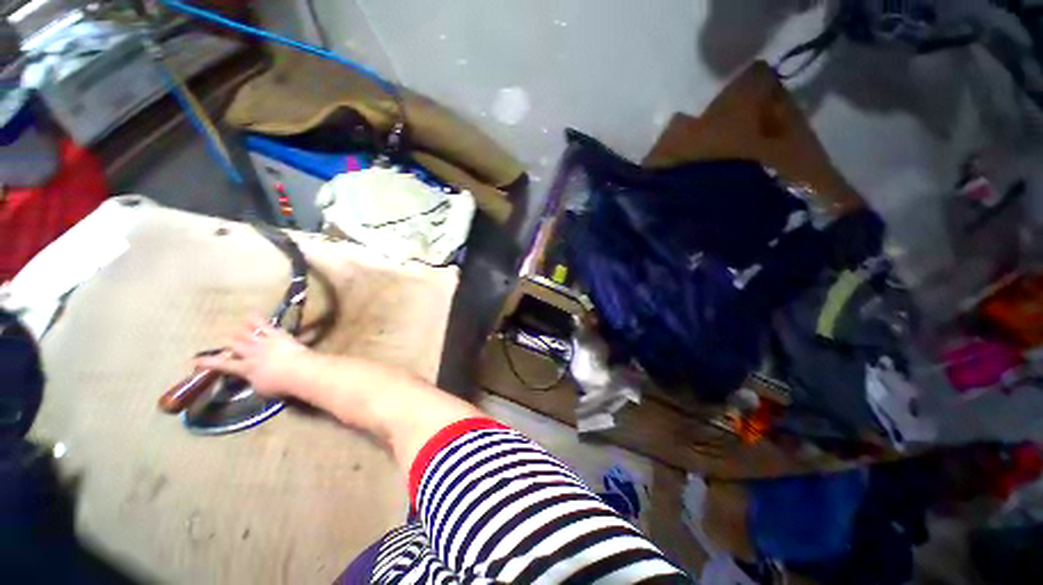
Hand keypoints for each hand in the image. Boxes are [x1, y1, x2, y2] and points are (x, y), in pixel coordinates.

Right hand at [195, 318, 313, 397]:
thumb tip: (252, 379)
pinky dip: (257, 320)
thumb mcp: (262, 389)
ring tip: (235, 328)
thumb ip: (254, 381)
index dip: (207, 362)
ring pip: (247, 334)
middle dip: (228, 341)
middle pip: (235, 345)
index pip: (222, 365)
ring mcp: (265, 343)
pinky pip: (265, 326)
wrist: (301, 371)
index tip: (193, 360)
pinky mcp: (279, 336)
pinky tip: (251, 314)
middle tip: (223, 339)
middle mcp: (252, 353)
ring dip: (240, 331)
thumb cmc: (282, 385)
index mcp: (246, 369)